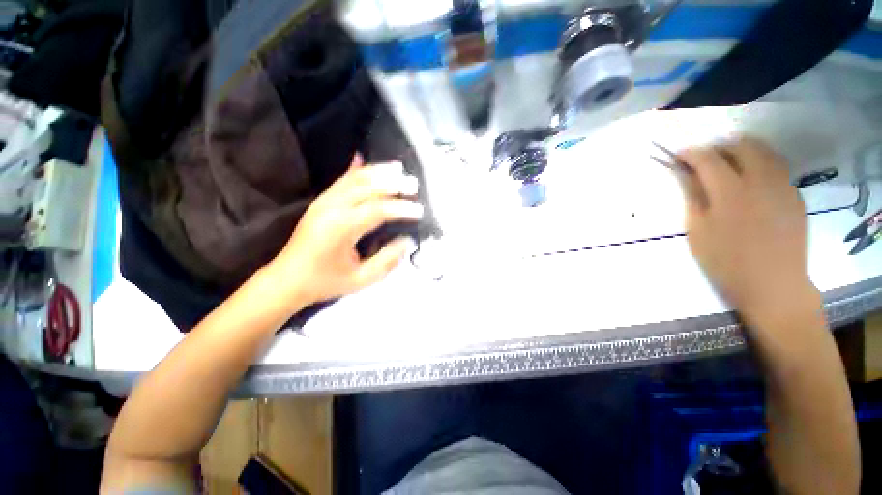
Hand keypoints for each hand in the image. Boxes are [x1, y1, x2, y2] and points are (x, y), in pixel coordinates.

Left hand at [268, 155, 421, 308]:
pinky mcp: (320, 202)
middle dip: (393, 183)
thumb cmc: (326, 282)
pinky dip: (354, 169)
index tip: (419, 211)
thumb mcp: (361, 279)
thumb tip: (407, 241)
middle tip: (414, 184)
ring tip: (398, 168)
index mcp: (342, 228)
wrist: (287, 279)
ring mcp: (323, 202)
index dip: (401, 208)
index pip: (378, 210)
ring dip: (377, 171)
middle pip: (367, 187)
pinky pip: (340, 180)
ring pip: (353, 179)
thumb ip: (387, 260)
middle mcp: (332, 208)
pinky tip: (361, 157)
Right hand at [676, 137, 819, 325]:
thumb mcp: (698, 230)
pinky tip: (751, 179)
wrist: (773, 284)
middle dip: (719, 146)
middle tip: (704, 158)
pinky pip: (777, 167)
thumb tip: (684, 173)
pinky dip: (760, 163)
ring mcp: (782, 185)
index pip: (708, 158)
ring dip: (742, 150)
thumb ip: (693, 196)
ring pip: (764, 151)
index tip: (679, 156)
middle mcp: (759, 180)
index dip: (691, 153)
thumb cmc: (726, 261)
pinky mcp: (794, 195)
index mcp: (730, 191)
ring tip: (728, 162)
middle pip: (741, 146)